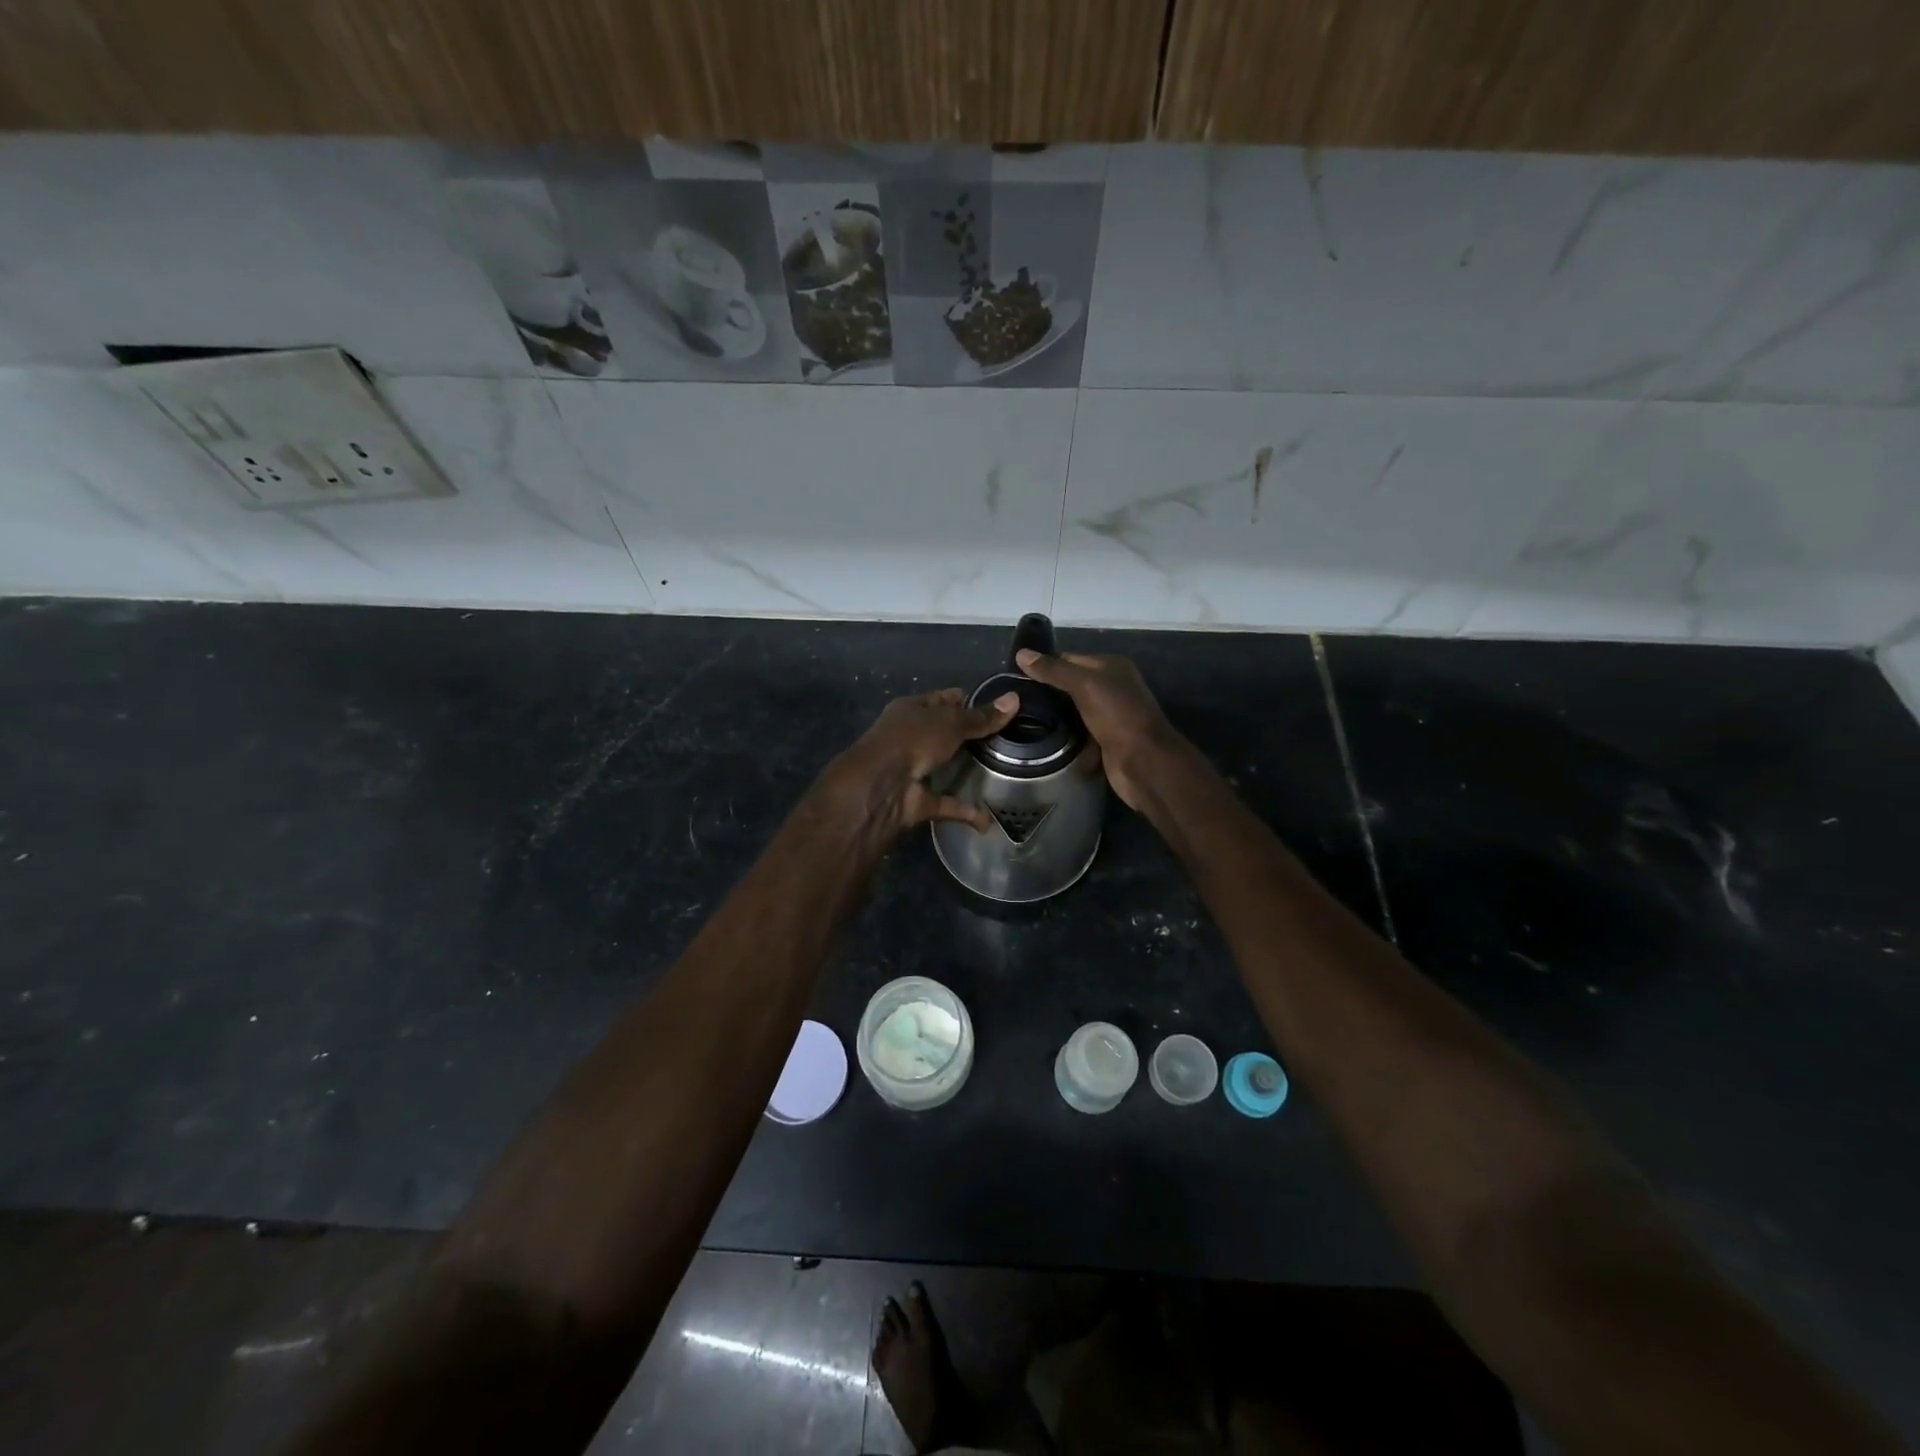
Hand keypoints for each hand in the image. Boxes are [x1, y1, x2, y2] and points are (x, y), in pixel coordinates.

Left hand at [824, 688, 1018, 837]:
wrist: (881, 787)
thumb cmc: (912, 740)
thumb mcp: (950, 722)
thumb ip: (981, 717)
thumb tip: (1015, 699)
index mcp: (912, 711)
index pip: (944, 699)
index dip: (969, 700)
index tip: (1000, 708)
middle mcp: (910, 738)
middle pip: (945, 733)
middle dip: (971, 737)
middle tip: (1008, 740)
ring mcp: (912, 770)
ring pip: (944, 768)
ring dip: (965, 773)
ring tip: (1001, 773)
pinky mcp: (917, 800)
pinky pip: (947, 804)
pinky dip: (964, 811)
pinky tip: (988, 819)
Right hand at [1015, 649, 1176, 809]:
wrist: (1143, 761)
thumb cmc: (1117, 716)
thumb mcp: (1084, 685)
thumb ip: (1054, 670)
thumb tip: (1021, 653)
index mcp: (1111, 666)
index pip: (1069, 658)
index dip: (1044, 664)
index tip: (1015, 675)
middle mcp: (1111, 685)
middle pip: (1071, 682)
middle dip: (1046, 689)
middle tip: (1014, 697)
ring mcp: (1108, 713)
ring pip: (1073, 707)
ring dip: (1053, 712)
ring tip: (1020, 714)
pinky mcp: (1103, 737)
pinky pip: (1077, 728)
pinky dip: (1063, 731)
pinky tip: (1041, 733)